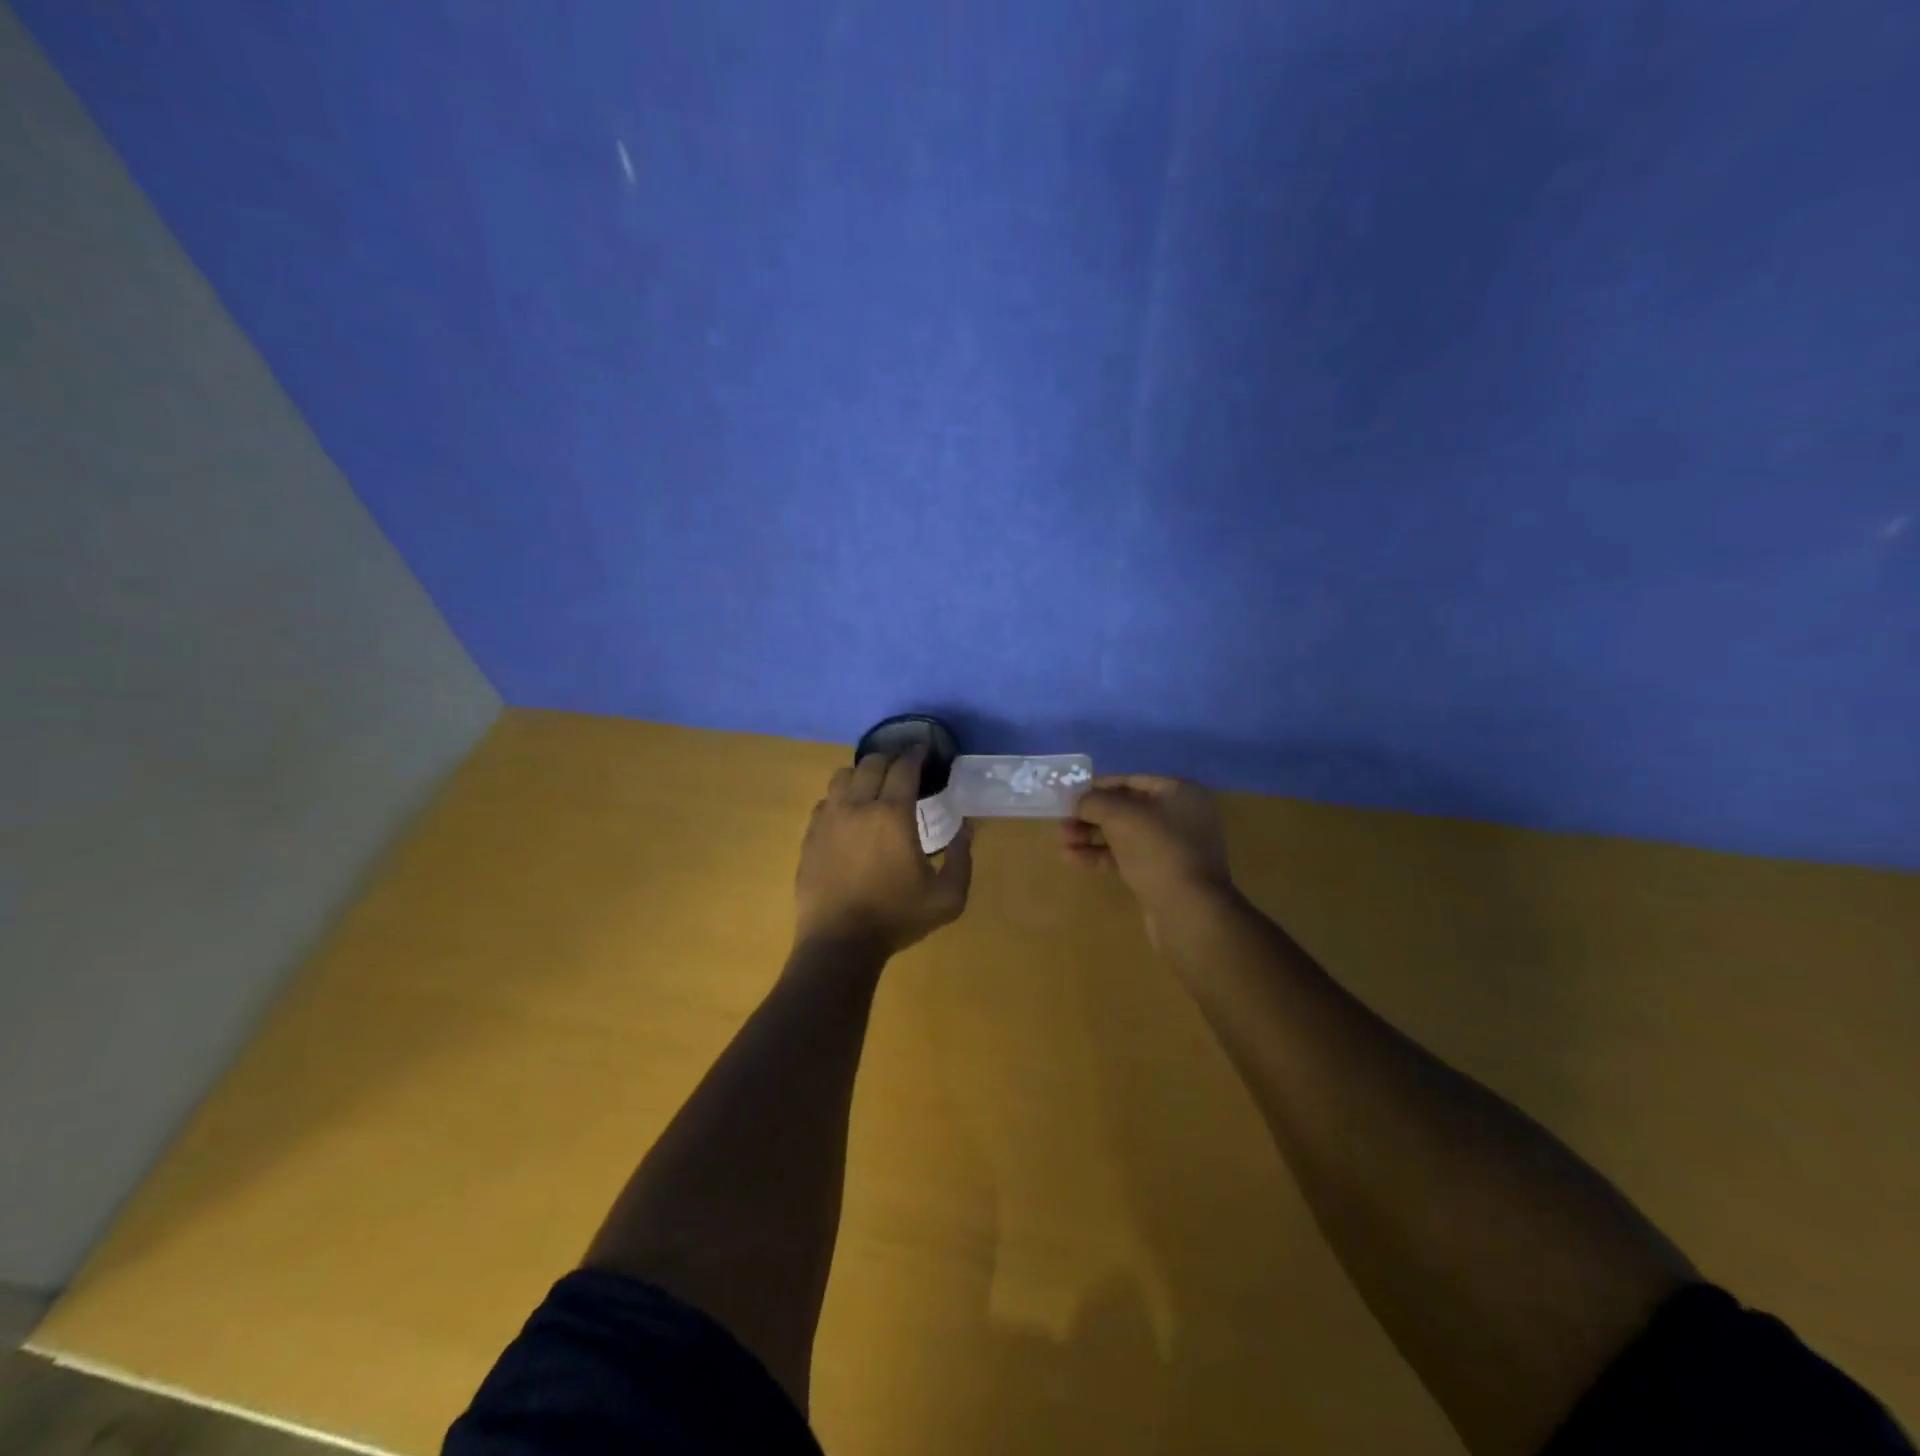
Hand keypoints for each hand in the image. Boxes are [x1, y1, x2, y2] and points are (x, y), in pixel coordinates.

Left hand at [794, 749, 972, 956]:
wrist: (839, 943)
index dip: (915, 754)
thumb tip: (965, 828)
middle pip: (871, 763)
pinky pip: (825, 801)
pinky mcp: (810, 835)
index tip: (923, 750)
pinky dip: (840, 797)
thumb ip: (961, 859)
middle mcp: (858, 807)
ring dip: (862, 773)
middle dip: (890, 758)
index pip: (904, 768)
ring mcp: (829, 819)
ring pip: (842, 776)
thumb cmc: (896, 918)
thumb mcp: (947, 898)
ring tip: (874, 784)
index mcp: (893, 815)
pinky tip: (849, 812)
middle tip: (902, 765)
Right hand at [1062, 775, 1235, 936]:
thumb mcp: (1120, 816)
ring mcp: (1171, 848)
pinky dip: (1101, 856)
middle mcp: (1179, 816)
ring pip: (1124, 835)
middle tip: (1062, 822)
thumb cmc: (1158, 850)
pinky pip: (1126, 858)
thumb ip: (1094, 802)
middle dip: (1091, 816)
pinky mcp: (1161, 874)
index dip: (1098, 787)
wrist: (1188, 911)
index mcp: (1179, 792)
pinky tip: (1072, 860)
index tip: (1070, 795)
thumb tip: (1078, 801)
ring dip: (1091, 837)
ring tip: (1061, 842)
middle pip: (1126, 809)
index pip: (1131, 781)